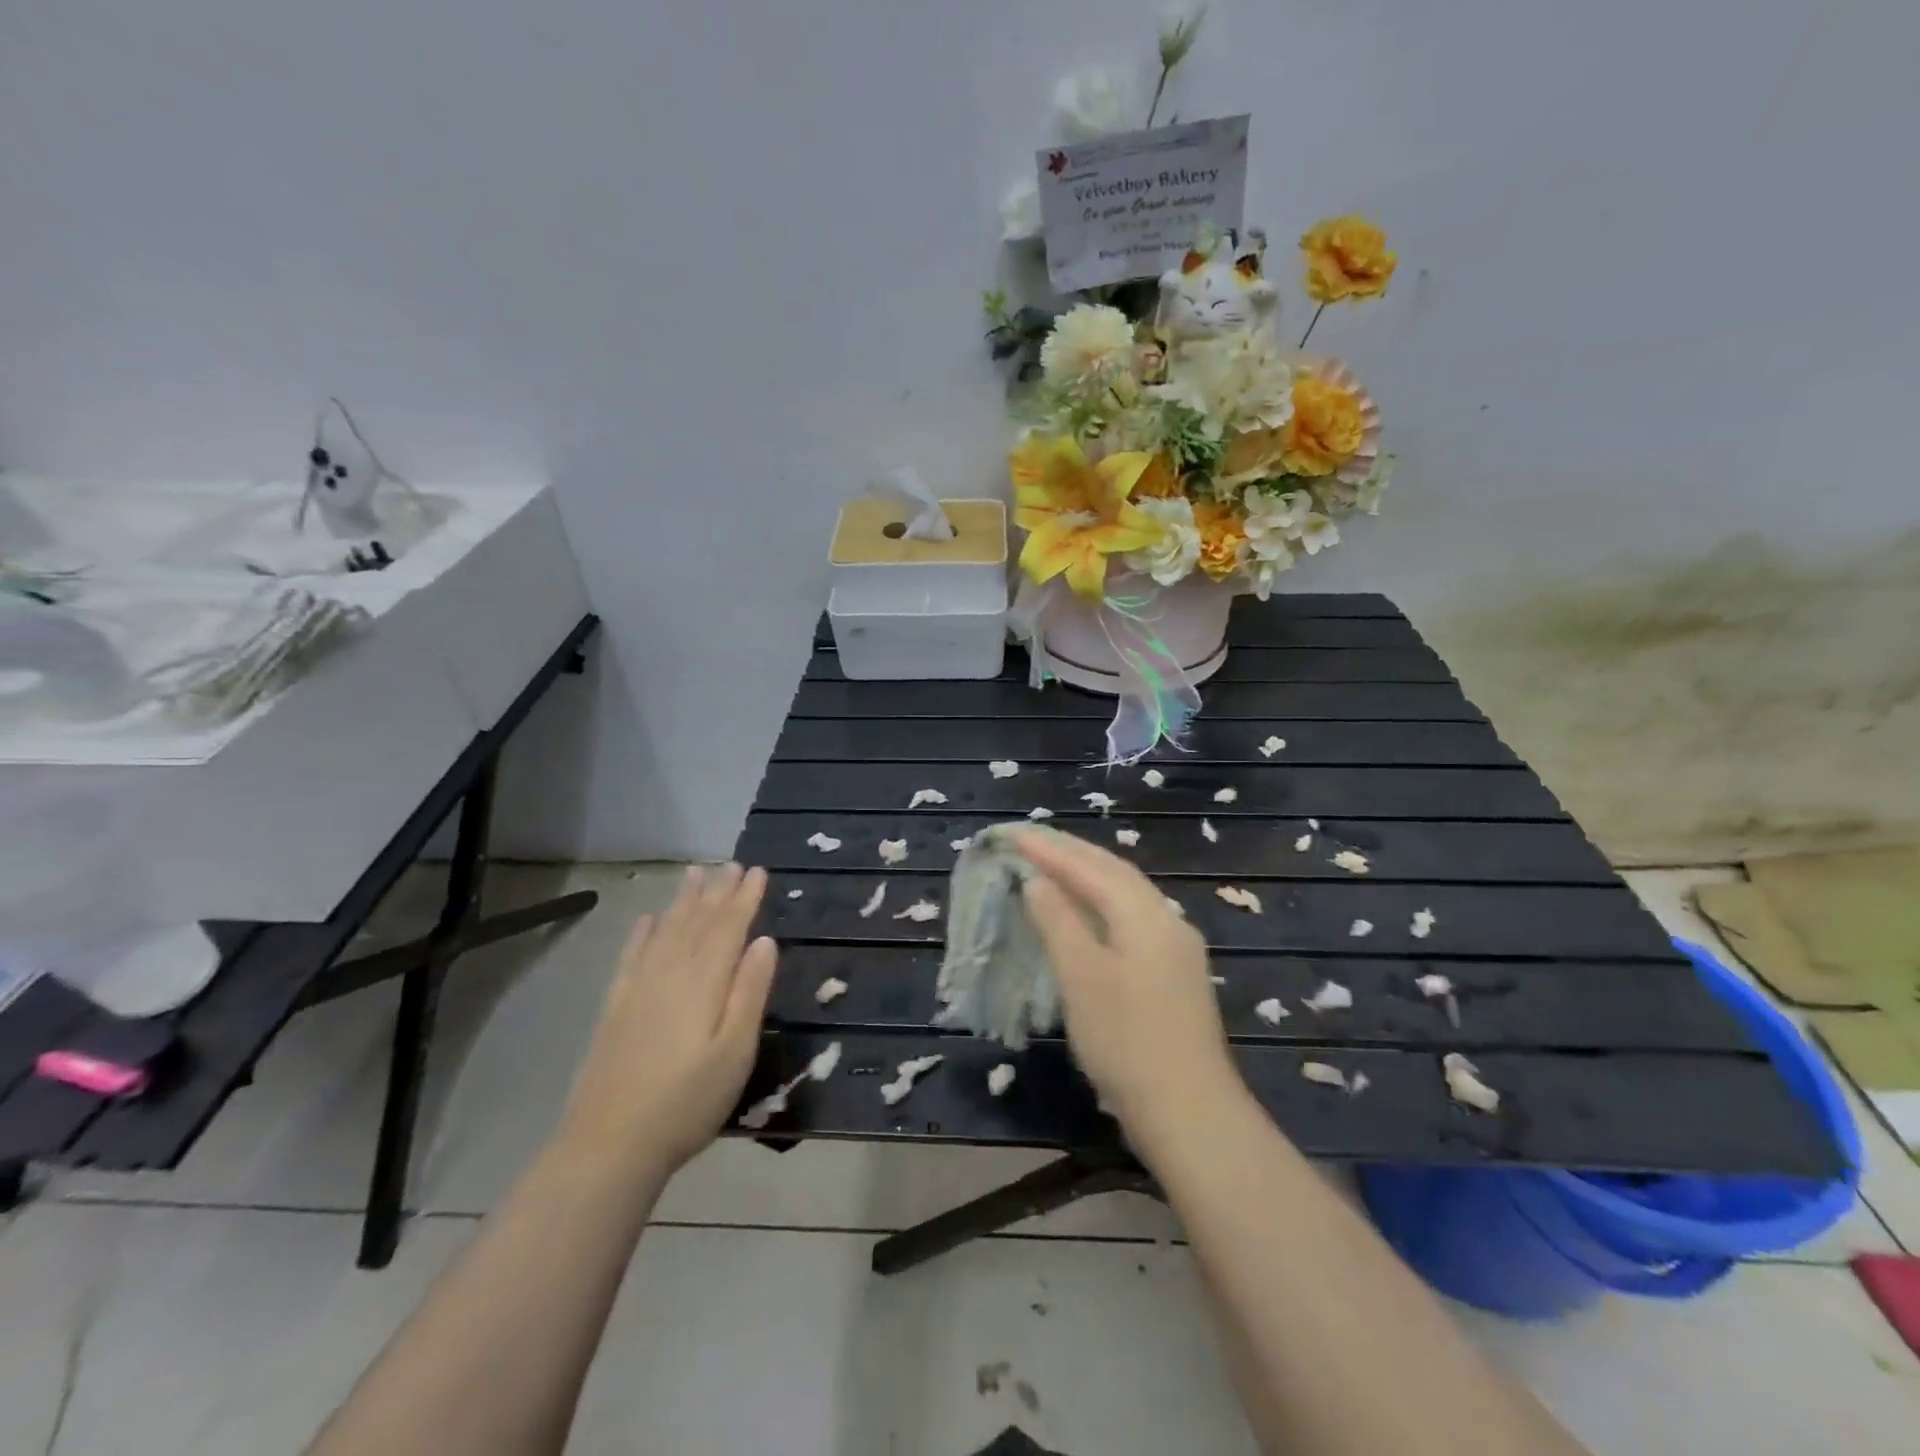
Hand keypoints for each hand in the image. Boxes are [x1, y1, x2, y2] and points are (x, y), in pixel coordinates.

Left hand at [559, 863, 778, 1178]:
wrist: (610, 1144)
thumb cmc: (688, 1101)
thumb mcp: (736, 1051)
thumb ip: (751, 992)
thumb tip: (764, 941)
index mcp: (705, 981)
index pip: (729, 927)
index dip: (745, 898)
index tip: (758, 871)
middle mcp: (671, 972)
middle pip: (698, 921)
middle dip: (718, 891)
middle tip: (731, 863)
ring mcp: (639, 988)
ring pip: (666, 930)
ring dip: (683, 901)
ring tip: (695, 874)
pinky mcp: (616, 1007)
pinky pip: (632, 956)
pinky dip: (642, 934)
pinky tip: (648, 920)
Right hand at [1015, 828, 1244, 1147]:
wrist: (1190, 1113)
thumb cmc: (1126, 1041)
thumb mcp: (1081, 977)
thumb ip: (1059, 921)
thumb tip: (1037, 880)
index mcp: (1145, 915)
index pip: (1090, 867)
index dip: (1048, 849)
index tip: (1009, 834)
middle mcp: (1167, 920)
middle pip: (1114, 872)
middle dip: (1070, 853)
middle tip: (1029, 839)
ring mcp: (1176, 947)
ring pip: (1126, 894)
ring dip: (1087, 875)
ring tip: (1052, 864)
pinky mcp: (1175, 973)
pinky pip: (1132, 918)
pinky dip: (1101, 903)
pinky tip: (1087, 913)